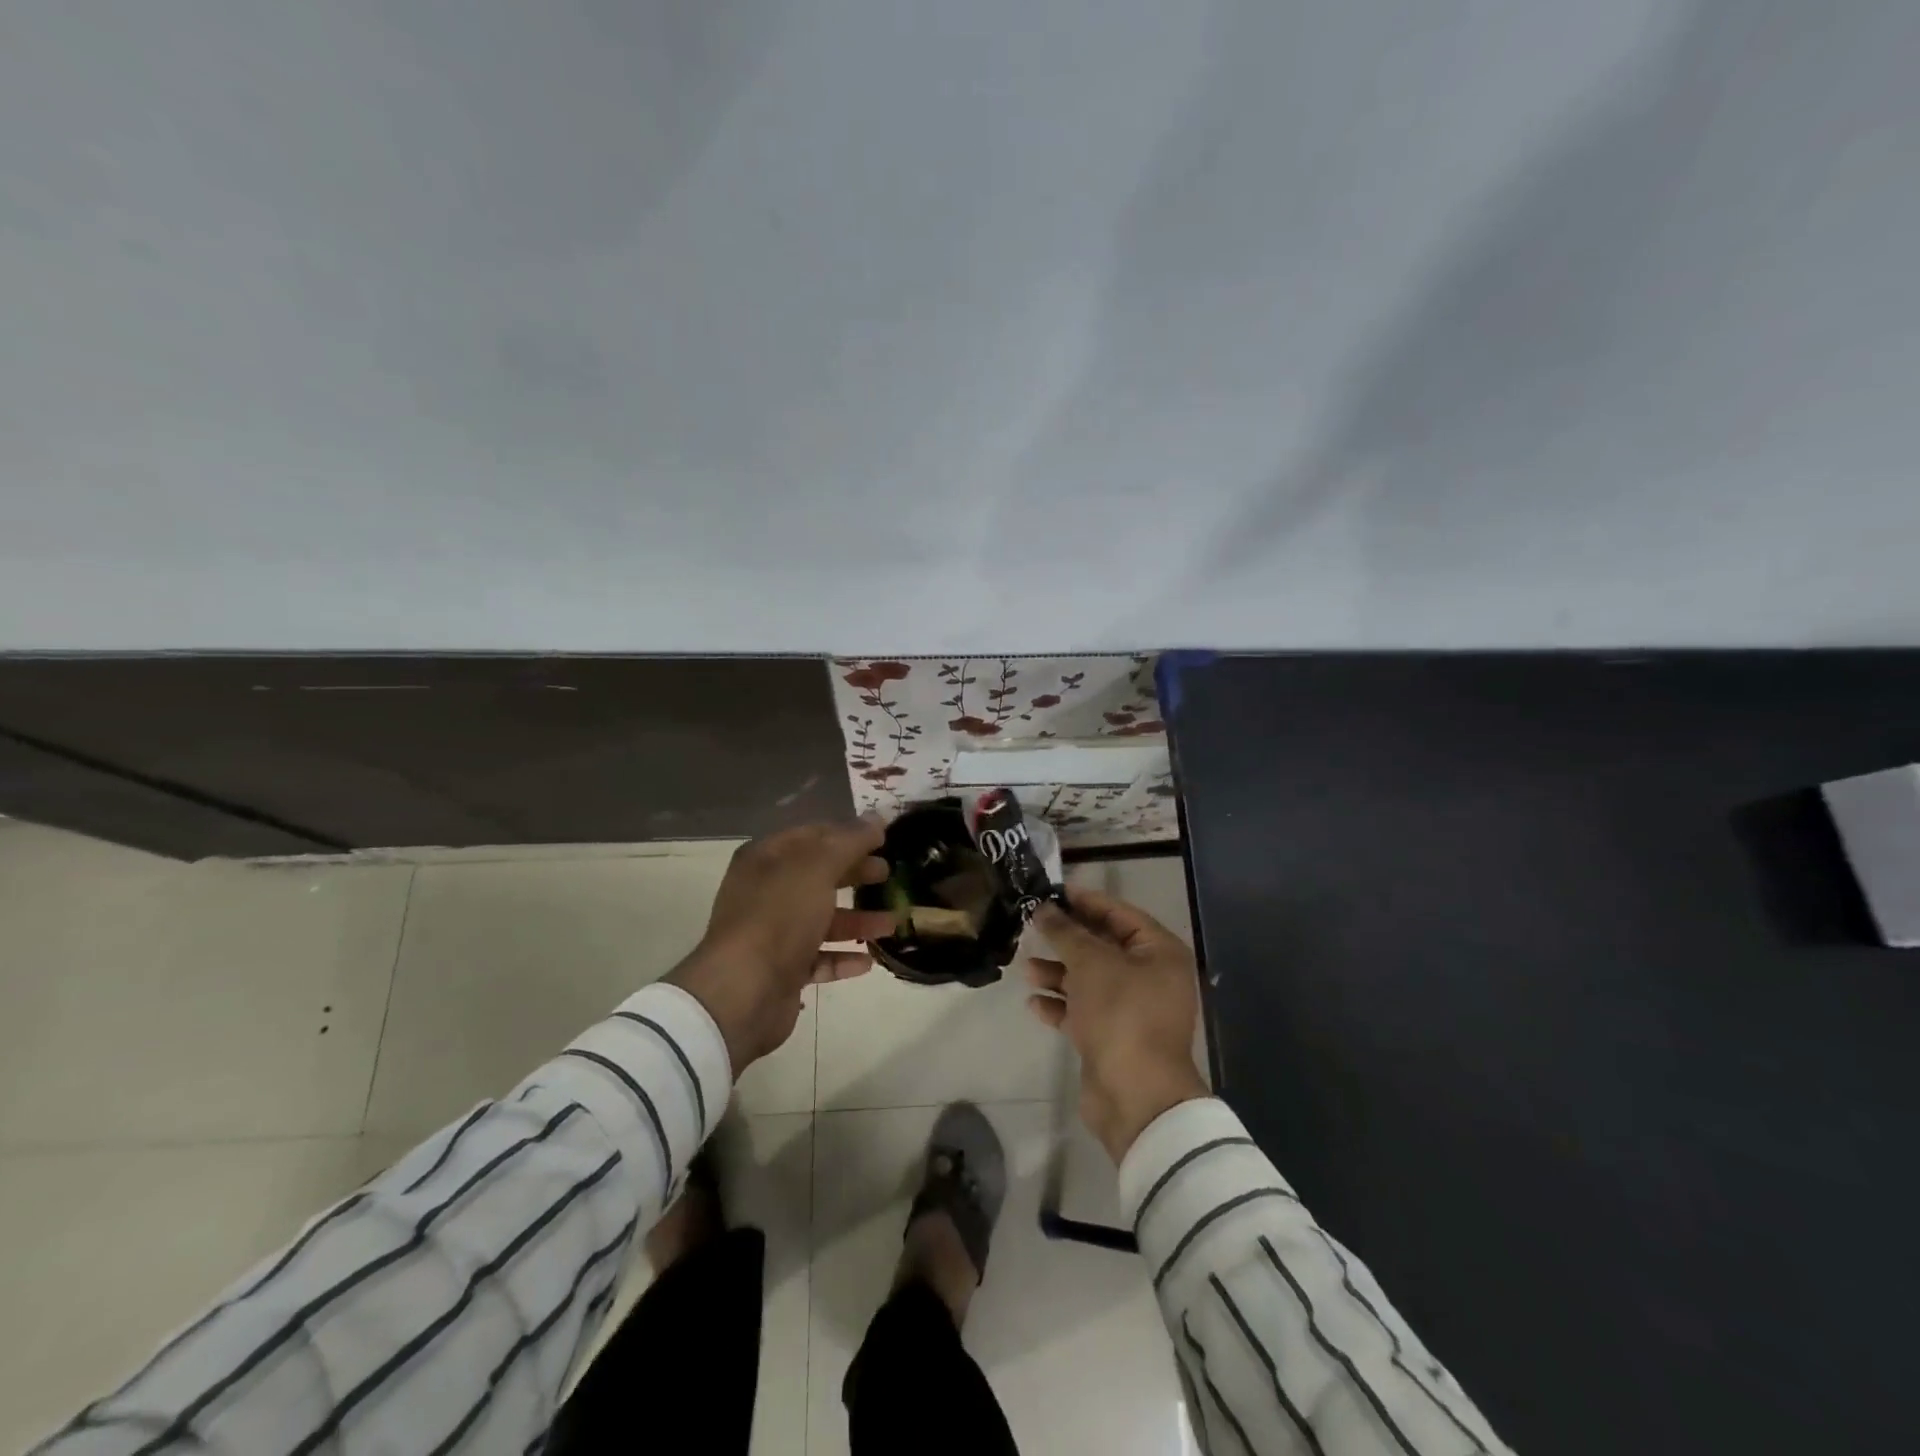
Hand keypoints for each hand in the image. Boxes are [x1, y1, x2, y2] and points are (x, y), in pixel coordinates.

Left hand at [668, 819, 895, 1073]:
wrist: (744, 992)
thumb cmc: (779, 916)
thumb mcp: (817, 868)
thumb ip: (850, 842)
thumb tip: (877, 819)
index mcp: (766, 859)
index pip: (811, 836)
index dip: (846, 834)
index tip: (882, 839)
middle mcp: (766, 892)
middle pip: (818, 876)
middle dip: (855, 874)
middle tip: (888, 875)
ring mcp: (772, 933)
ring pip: (822, 919)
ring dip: (858, 920)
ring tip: (892, 923)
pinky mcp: (782, 970)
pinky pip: (818, 958)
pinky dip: (842, 957)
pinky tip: (868, 961)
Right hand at [1028, 885, 1209, 1161]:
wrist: (1135, 1096)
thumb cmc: (1121, 1014)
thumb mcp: (1090, 963)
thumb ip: (1065, 932)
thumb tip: (1044, 908)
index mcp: (1160, 953)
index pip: (1121, 914)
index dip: (1086, 901)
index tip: (1053, 892)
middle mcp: (1152, 978)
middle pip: (1104, 947)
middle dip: (1067, 939)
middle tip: (1033, 925)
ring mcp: (1133, 1010)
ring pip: (1091, 980)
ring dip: (1059, 973)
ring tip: (1027, 968)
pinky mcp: (1114, 1038)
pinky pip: (1084, 1011)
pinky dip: (1061, 1005)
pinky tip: (1035, 1003)